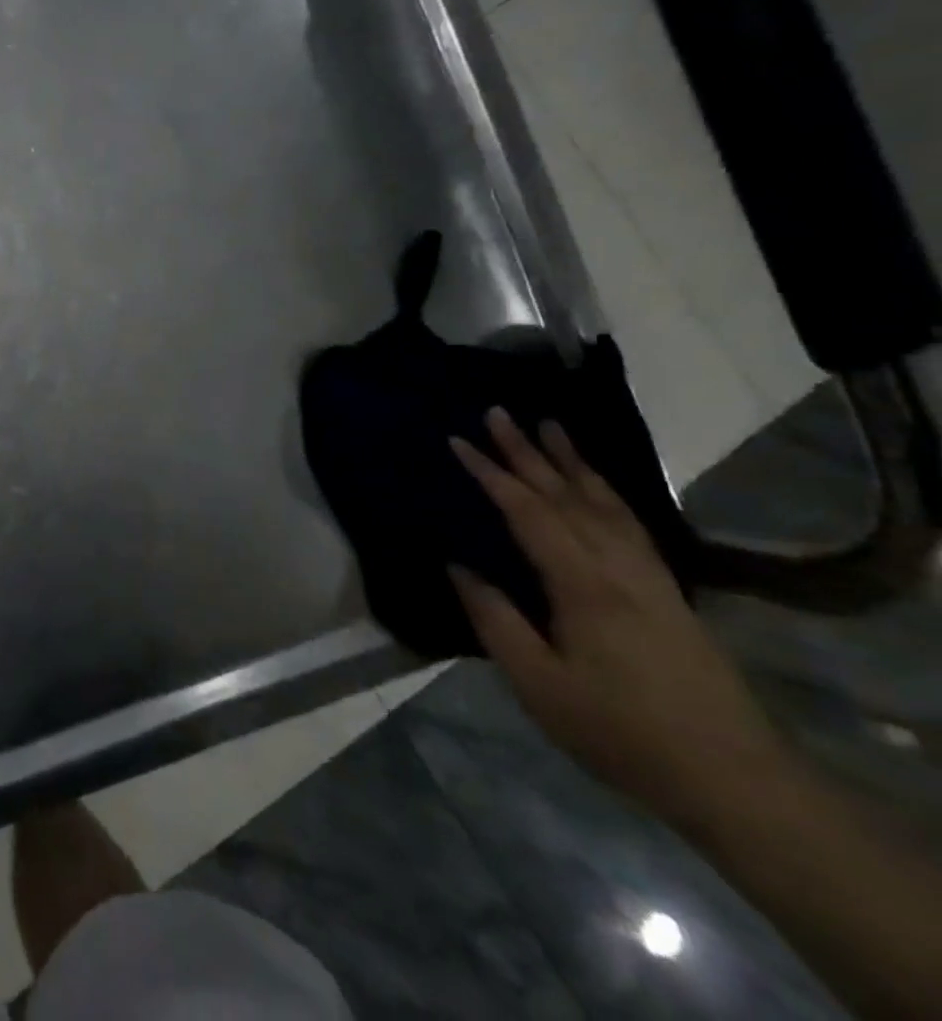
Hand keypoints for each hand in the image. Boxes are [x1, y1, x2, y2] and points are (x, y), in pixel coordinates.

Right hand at [449, 408, 782, 828]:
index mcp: (583, 584)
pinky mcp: (667, 591)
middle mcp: (619, 566)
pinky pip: (630, 522)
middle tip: (498, 411)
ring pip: (605, 502)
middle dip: (528, 451)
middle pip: (567, 494)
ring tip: (550, 426)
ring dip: (573, 461)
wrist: (732, 778)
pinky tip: (597, 484)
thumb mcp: (538, 682)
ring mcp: (650, 575)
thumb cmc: (619, 730)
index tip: (458, 440)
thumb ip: (494, 618)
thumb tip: (458, 565)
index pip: (529, 511)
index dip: (491, 474)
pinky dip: (607, 491)